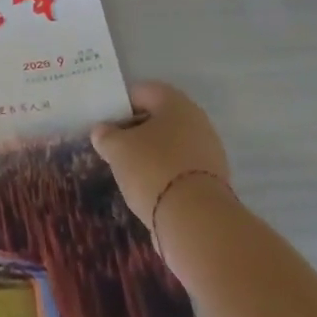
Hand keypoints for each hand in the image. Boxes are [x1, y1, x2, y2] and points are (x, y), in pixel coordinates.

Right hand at [91, 81, 231, 224]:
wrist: (198, 223)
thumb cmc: (153, 170)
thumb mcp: (117, 148)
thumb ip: (106, 135)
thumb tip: (102, 131)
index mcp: (175, 102)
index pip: (141, 92)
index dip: (120, 106)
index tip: (105, 124)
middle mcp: (197, 121)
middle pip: (158, 119)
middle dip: (136, 132)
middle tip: (115, 148)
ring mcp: (209, 153)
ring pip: (171, 146)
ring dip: (151, 155)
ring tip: (129, 173)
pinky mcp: (213, 183)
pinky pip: (181, 170)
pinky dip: (165, 176)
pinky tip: (149, 190)